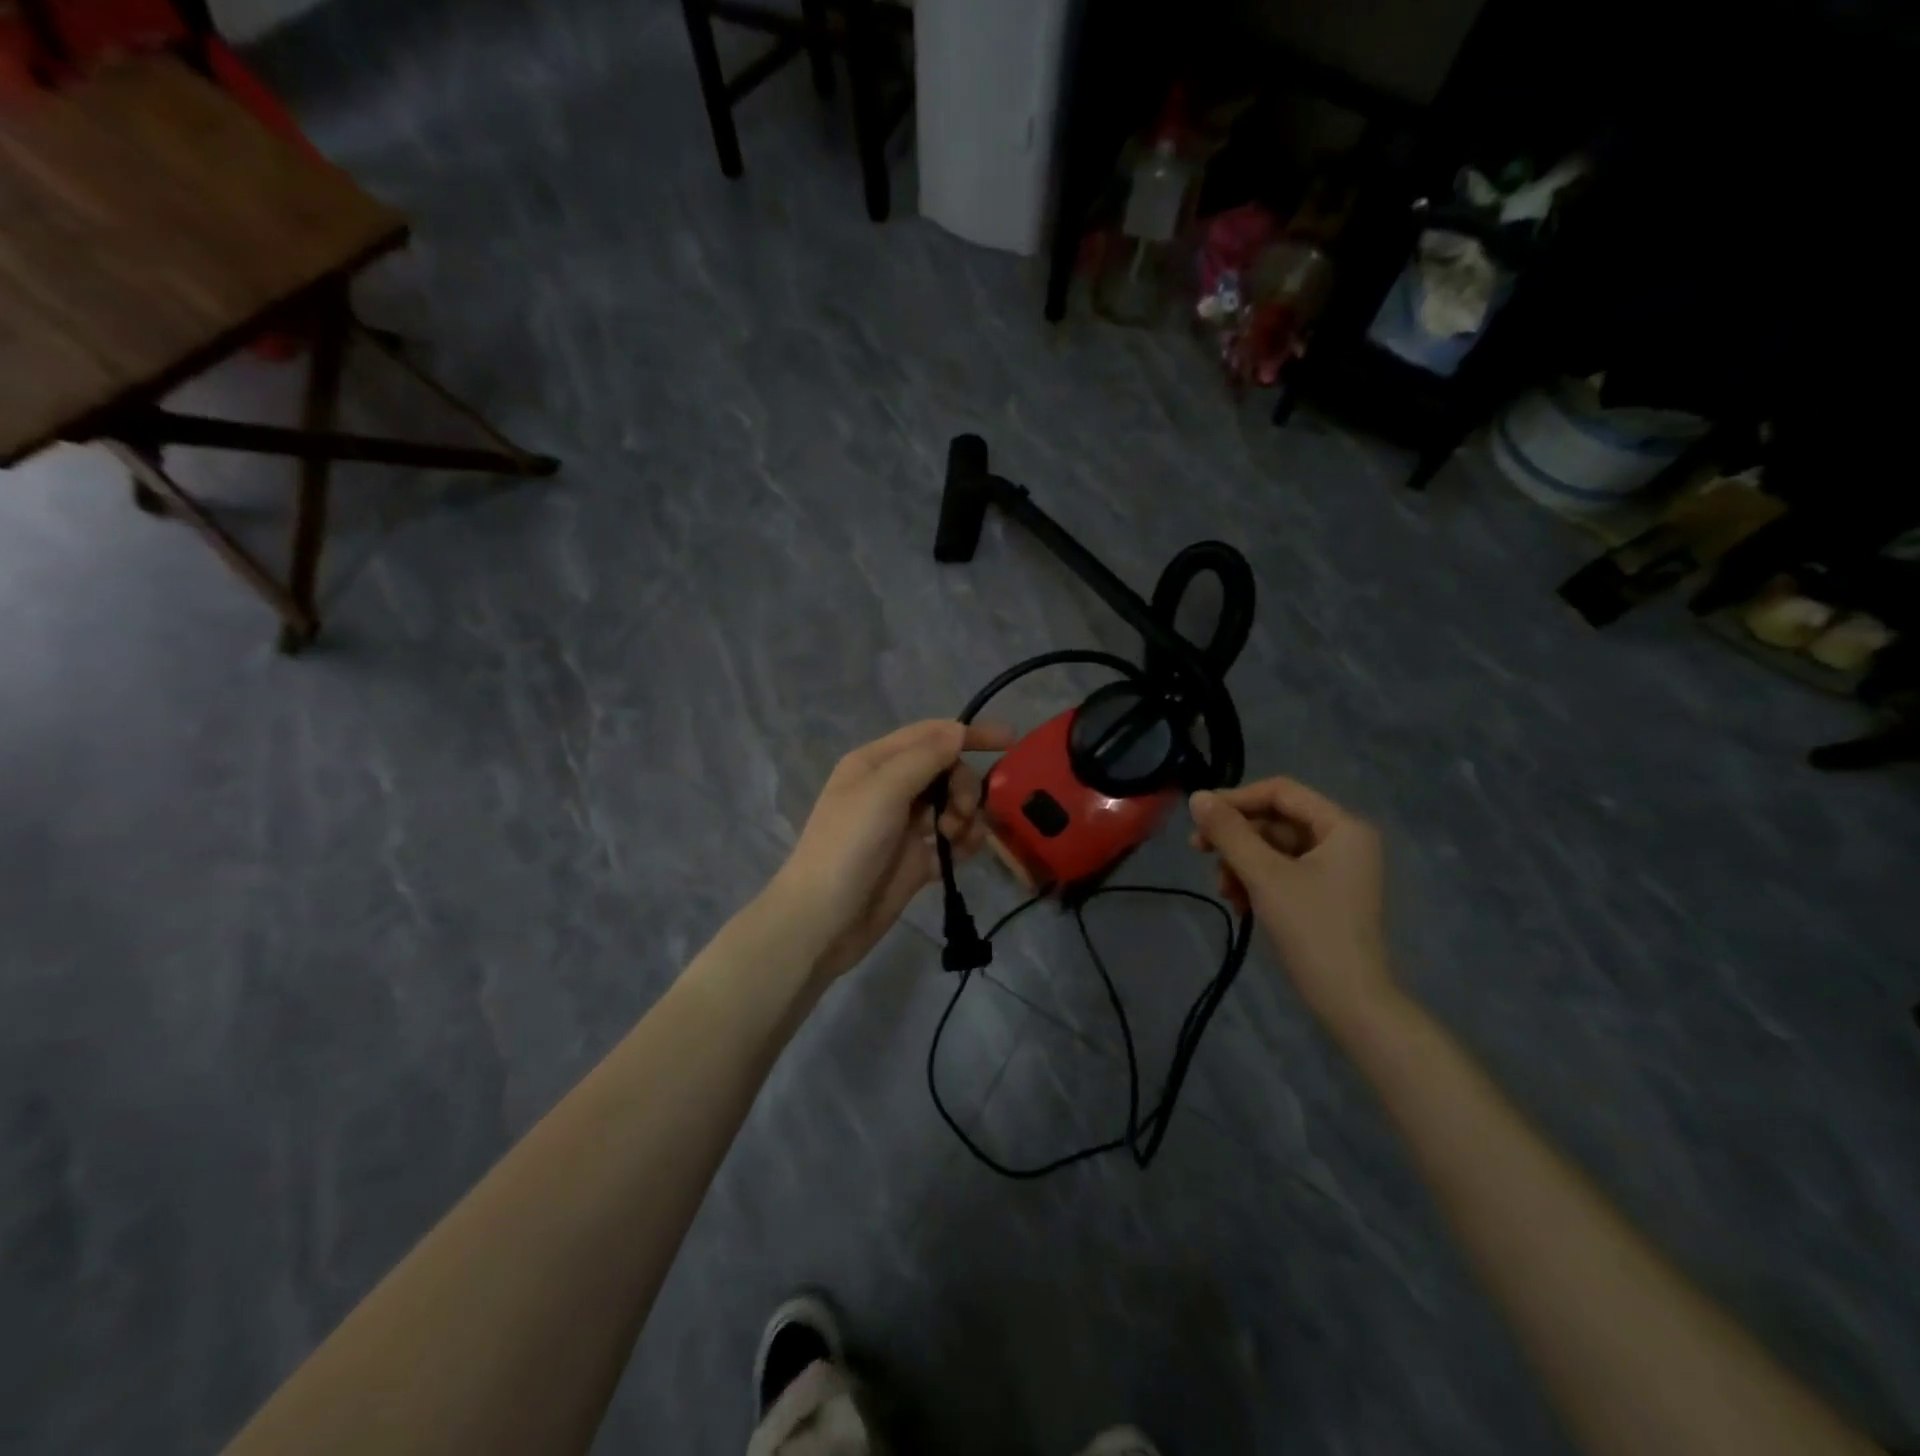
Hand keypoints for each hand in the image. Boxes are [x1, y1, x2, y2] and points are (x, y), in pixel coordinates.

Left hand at [771, 719, 1014, 981]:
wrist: (822, 921)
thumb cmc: (847, 847)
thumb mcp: (883, 792)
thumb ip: (924, 758)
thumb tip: (958, 730)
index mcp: (876, 763)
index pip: (931, 734)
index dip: (968, 734)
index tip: (1010, 741)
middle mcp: (890, 788)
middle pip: (947, 771)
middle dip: (963, 787)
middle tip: (961, 812)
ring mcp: (903, 825)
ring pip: (952, 805)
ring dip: (966, 816)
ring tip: (957, 839)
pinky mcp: (915, 859)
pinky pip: (951, 841)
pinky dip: (963, 843)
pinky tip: (962, 855)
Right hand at [1188, 778, 1393, 1028]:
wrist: (1350, 1002)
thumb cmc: (1311, 929)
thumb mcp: (1263, 875)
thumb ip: (1229, 832)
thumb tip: (1196, 796)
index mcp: (1343, 827)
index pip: (1281, 792)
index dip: (1237, 799)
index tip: (1199, 817)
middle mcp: (1344, 841)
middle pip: (1276, 821)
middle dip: (1236, 838)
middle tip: (1198, 851)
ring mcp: (1337, 870)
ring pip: (1274, 849)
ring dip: (1241, 863)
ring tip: (1223, 889)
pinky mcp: (1325, 896)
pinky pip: (1282, 872)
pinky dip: (1256, 881)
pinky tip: (1238, 903)